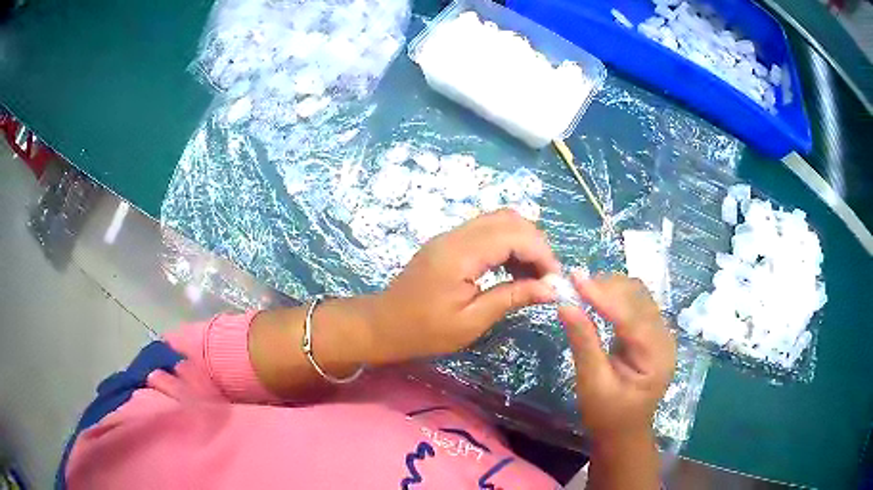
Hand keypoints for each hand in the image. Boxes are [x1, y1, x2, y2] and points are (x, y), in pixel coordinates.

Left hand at [368, 209, 559, 363]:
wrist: (382, 325)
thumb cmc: (423, 331)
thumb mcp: (471, 322)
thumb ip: (512, 298)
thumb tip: (551, 288)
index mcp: (461, 254)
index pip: (515, 235)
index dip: (542, 255)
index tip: (556, 282)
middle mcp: (457, 235)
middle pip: (510, 220)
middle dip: (537, 245)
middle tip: (547, 278)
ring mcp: (451, 235)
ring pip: (500, 221)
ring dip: (523, 243)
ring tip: (533, 276)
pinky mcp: (450, 242)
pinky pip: (487, 231)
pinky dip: (507, 244)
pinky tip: (513, 270)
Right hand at [559, 272, 675, 442]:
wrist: (623, 432)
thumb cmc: (607, 416)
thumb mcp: (592, 384)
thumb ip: (583, 344)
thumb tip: (565, 305)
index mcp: (656, 358)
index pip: (632, 318)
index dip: (604, 296)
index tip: (575, 279)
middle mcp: (665, 339)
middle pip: (639, 299)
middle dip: (607, 288)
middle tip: (573, 285)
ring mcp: (660, 334)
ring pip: (638, 296)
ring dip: (611, 288)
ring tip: (582, 290)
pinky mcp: (651, 332)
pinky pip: (635, 304)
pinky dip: (615, 297)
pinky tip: (597, 298)